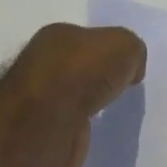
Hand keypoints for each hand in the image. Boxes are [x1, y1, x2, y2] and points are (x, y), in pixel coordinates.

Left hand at [0, 23, 146, 166]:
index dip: (108, 51)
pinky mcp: (38, 130)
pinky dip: (79, 128)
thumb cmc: (84, 71)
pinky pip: (67, 124)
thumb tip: (130, 70)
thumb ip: (131, 49)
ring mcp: (35, 98)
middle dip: (96, 77)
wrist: (49, 121)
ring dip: (87, 104)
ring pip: (70, 97)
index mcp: (56, 36)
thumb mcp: (124, 44)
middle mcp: (39, 62)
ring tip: (108, 111)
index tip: (126, 66)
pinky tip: (93, 131)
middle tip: (119, 88)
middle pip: (76, 67)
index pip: (86, 39)